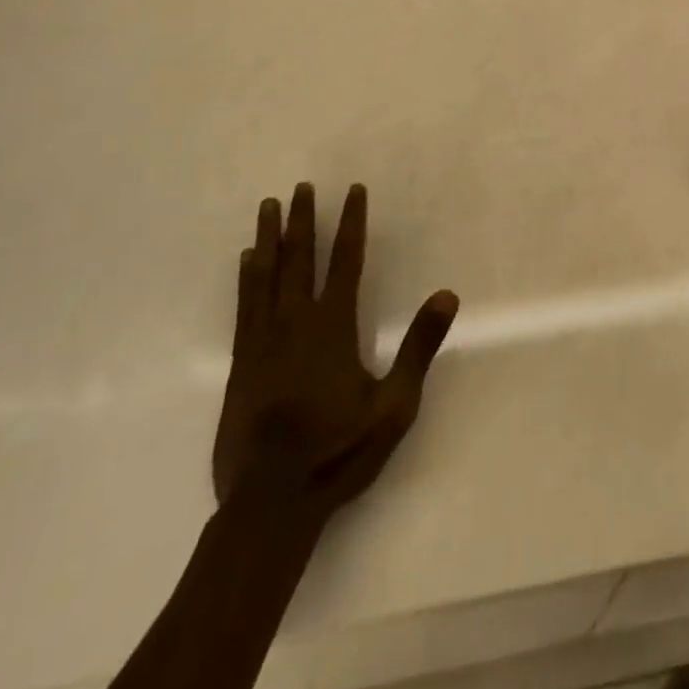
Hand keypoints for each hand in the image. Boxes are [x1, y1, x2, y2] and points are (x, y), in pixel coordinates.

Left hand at [212, 183, 458, 518]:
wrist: (270, 502)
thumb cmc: (339, 451)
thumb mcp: (395, 404)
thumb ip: (419, 346)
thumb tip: (447, 295)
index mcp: (334, 326)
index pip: (347, 260)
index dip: (352, 223)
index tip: (353, 191)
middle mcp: (296, 322)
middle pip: (301, 258)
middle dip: (305, 220)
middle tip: (302, 187)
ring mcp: (264, 340)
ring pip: (266, 274)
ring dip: (270, 237)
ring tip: (269, 206)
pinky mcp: (242, 362)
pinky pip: (245, 304)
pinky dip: (247, 276)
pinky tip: (247, 259)